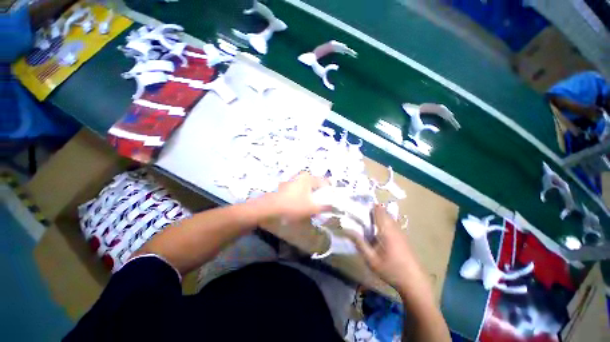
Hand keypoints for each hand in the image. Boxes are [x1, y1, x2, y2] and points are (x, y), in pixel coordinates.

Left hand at [264, 172, 328, 221]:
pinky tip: (302, 204)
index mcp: (308, 178)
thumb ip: (325, 206)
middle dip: (321, 194)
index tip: (332, 200)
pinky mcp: (288, 185)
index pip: (325, 182)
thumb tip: (334, 206)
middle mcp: (301, 176)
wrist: (271, 207)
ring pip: (308, 187)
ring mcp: (294, 180)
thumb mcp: (312, 208)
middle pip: (316, 184)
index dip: (330, 191)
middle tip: (322, 204)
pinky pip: (301, 189)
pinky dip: (304, 196)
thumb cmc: (293, 205)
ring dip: (312, 195)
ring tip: (312, 205)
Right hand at [348, 205, 425, 292]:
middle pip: (384, 212)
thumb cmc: (391, 270)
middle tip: (361, 212)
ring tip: (368, 219)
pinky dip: (385, 221)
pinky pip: (393, 224)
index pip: (378, 211)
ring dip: (379, 215)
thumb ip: (359, 243)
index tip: (360, 204)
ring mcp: (401, 232)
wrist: (414, 282)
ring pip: (389, 218)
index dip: (370, 206)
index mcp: (386, 230)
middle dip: (373, 210)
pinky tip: (379, 230)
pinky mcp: (404, 237)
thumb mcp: (371, 259)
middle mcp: (394, 228)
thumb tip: (347, 231)